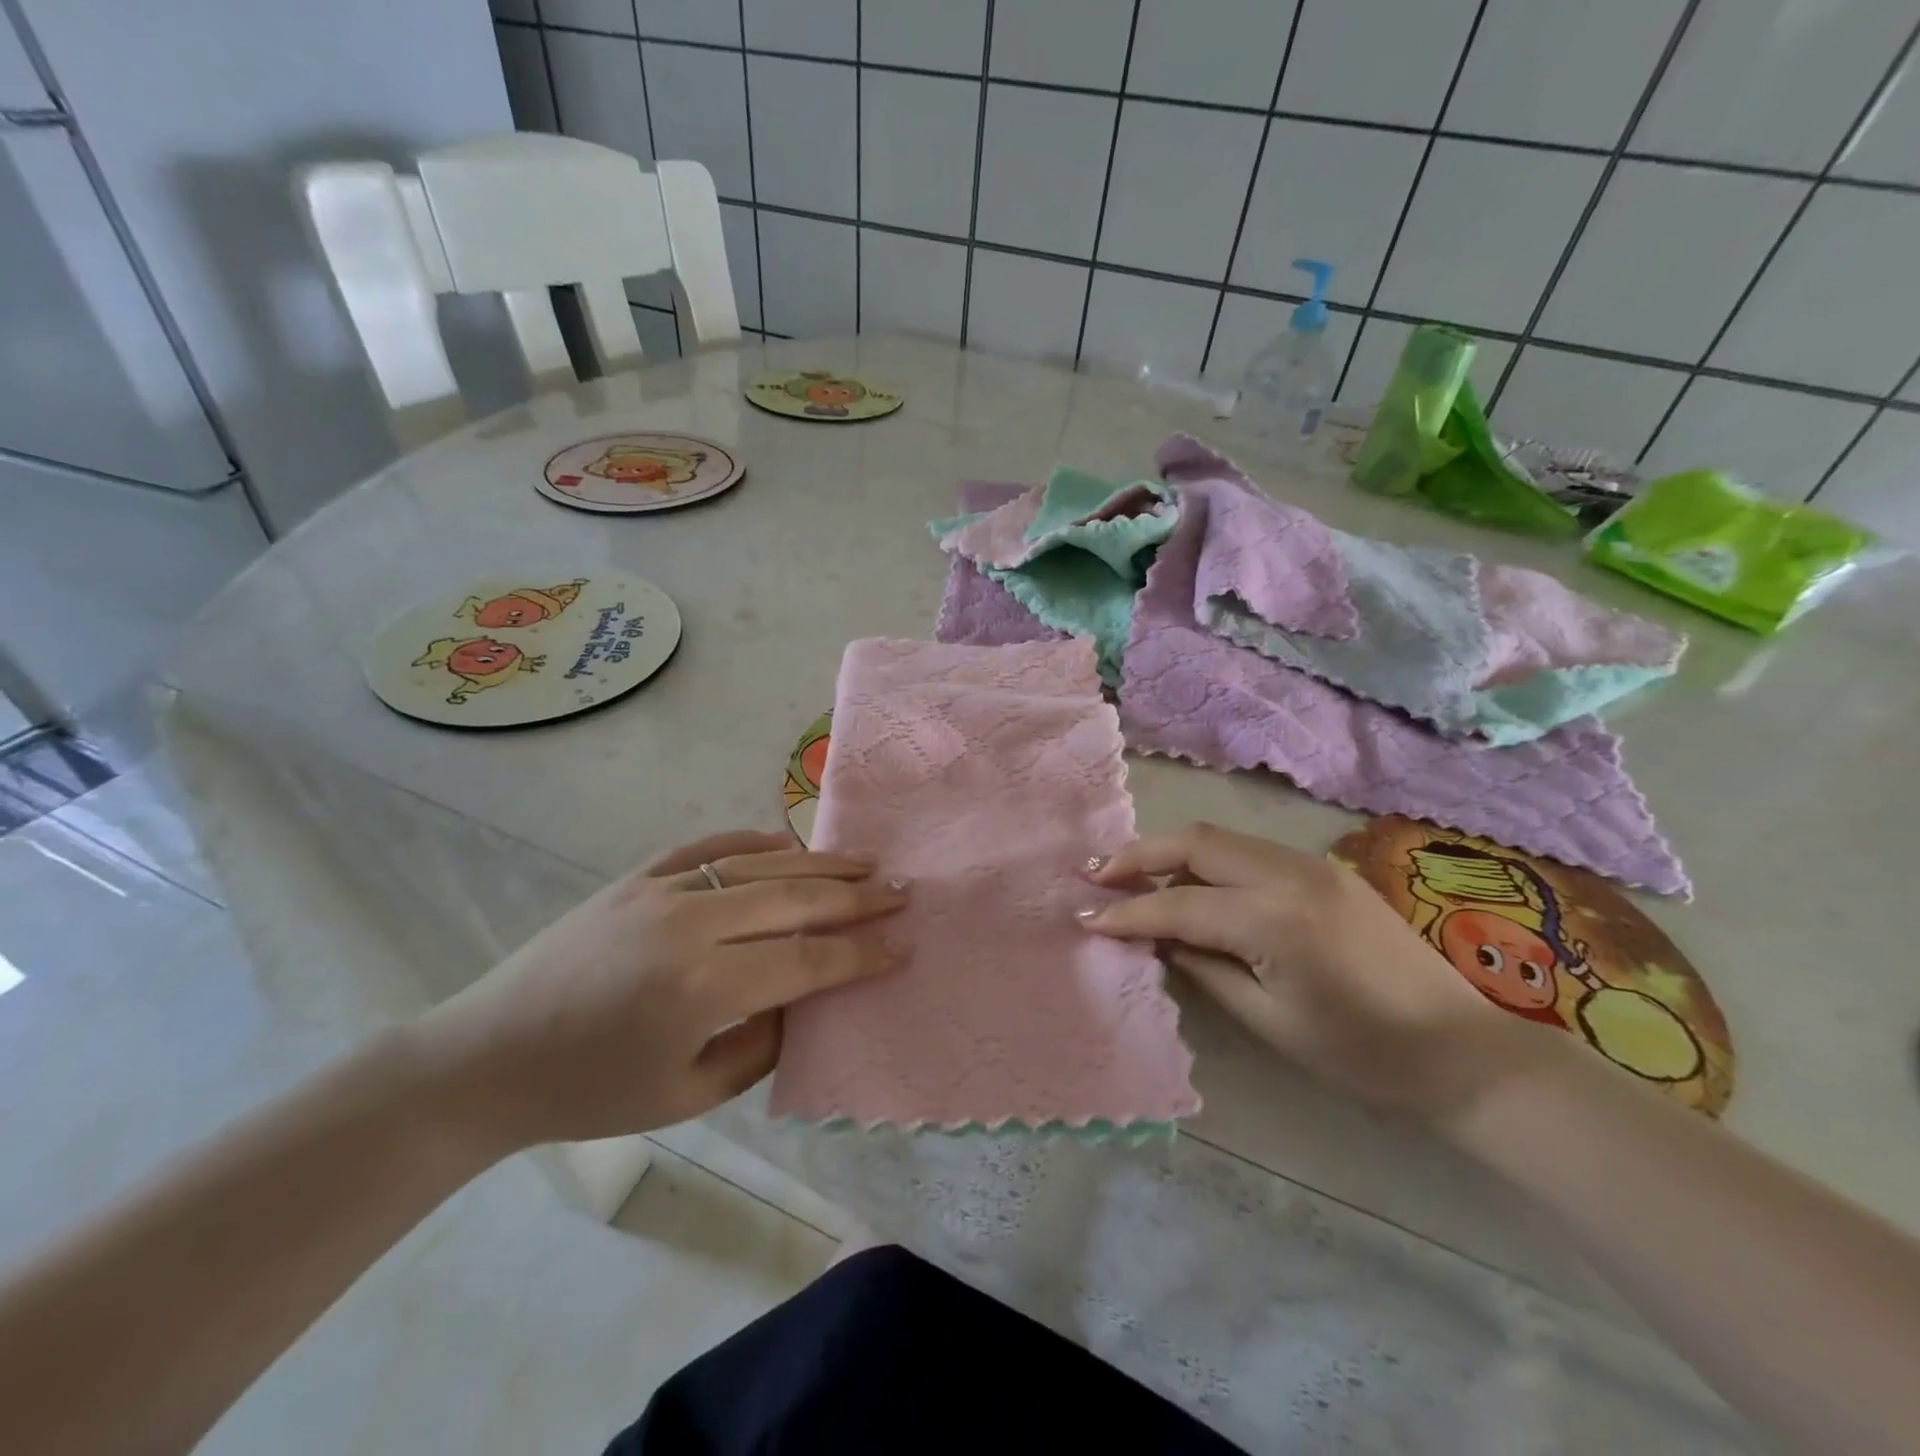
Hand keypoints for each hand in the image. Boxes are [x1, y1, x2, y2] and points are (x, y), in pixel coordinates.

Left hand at [408, 830, 906, 1152]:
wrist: (488, 1056)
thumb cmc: (590, 1092)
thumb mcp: (689, 1095)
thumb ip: (763, 1044)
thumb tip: (810, 997)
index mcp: (701, 987)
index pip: (806, 960)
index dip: (861, 954)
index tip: (904, 944)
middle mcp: (689, 924)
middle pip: (795, 900)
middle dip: (856, 897)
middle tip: (902, 891)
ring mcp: (661, 890)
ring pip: (761, 864)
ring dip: (820, 862)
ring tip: (866, 861)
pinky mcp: (638, 876)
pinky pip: (710, 846)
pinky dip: (756, 841)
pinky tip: (788, 842)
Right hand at [1081, 823, 1551, 1120]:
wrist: (1461, 1053)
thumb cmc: (1361, 1055)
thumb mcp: (1268, 1020)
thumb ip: (1203, 966)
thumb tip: (1156, 936)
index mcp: (1275, 919)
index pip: (1179, 904)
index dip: (1126, 911)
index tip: (1083, 916)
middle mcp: (1290, 874)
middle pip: (1194, 842)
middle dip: (1138, 854)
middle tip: (1095, 873)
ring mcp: (1311, 864)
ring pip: (1220, 837)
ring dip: (1170, 852)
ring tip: (1131, 876)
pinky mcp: (1324, 869)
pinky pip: (1249, 851)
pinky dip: (1208, 861)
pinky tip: (1192, 886)